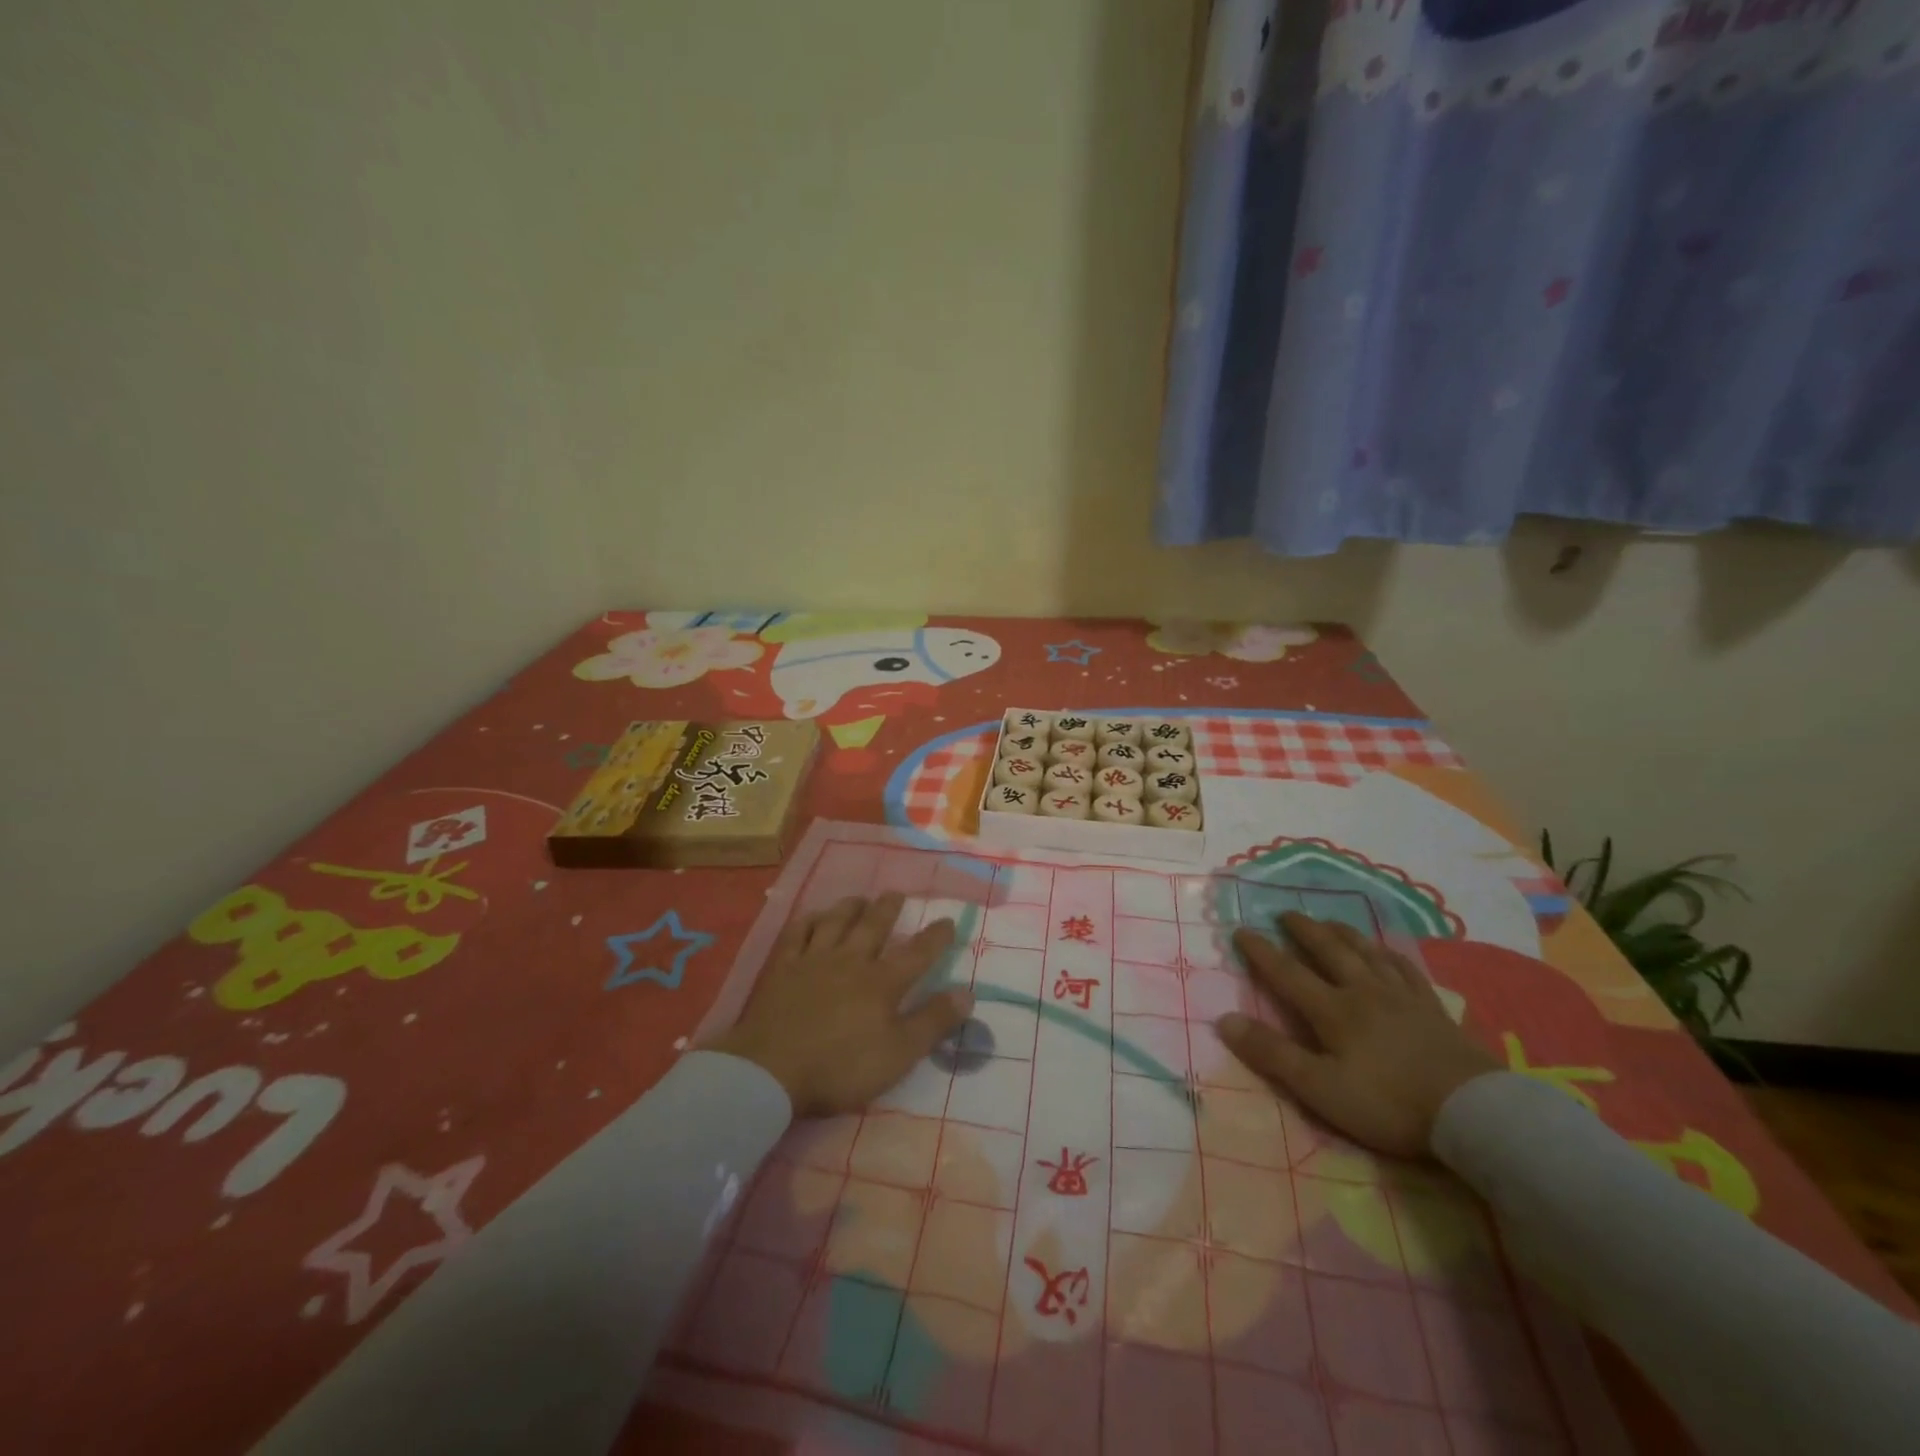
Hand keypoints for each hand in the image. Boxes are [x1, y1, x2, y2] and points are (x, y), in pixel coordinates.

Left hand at [706, 893, 973, 1117]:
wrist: (771, 1071)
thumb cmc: (840, 1067)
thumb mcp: (899, 1054)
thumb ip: (933, 1021)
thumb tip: (967, 992)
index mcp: (882, 982)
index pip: (917, 953)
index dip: (935, 937)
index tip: (948, 920)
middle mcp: (851, 961)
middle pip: (873, 926)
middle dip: (888, 908)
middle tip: (897, 894)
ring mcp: (813, 960)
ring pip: (836, 922)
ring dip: (850, 907)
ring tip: (860, 898)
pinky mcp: (783, 968)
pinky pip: (797, 933)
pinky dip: (808, 920)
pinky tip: (813, 916)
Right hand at [1217, 912, 1497, 1157]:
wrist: (1473, 1113)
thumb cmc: (1389, 1103)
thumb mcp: (1320, 1087)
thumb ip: (1272, 1054)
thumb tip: (1224, 1020)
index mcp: (1333, 1010)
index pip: (1287, 973)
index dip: (1261, 952)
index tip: (1241, 930)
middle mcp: (1363, 992)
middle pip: (1329, 951)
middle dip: (1304, 930)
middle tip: (1286, 913)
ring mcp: (1402, 997)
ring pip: (1367, 953)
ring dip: (1344, 934)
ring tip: (1329, 921)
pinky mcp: (1433, 1009)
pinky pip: (1406, 970)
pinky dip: (1390, 954)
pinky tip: (1387, 951)